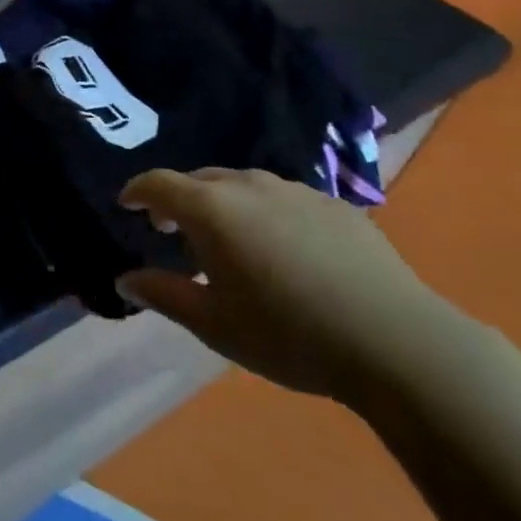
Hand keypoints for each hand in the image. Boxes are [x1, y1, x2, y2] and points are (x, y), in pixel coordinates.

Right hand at [117, 168, 454, 406]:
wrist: (395, 341)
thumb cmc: (288, 334)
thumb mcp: (214, 323)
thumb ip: (163, 294)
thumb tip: (125, 280)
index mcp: (211, 209)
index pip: (158, 184)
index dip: (137, 191)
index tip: (127, 205)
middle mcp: (248, 185)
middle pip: (200, 179)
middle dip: (179, 200)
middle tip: (173, 232)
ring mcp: (296, 190)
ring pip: (243, 185)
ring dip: (223, 204)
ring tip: (229, 241)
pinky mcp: (335, 204)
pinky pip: (283, 198)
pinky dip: (266, 213)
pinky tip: (283, 250)